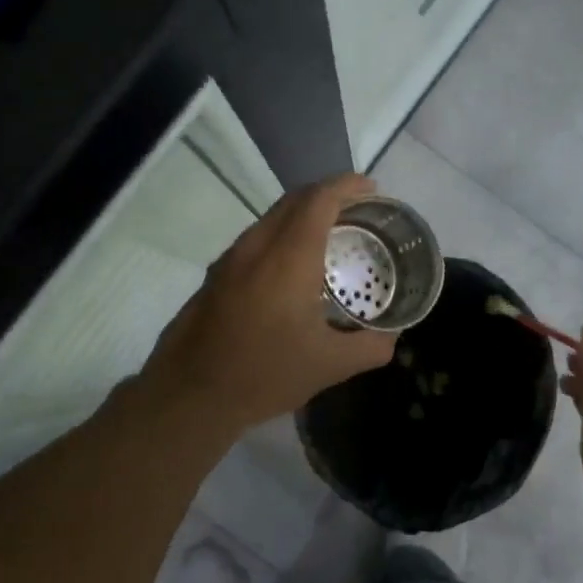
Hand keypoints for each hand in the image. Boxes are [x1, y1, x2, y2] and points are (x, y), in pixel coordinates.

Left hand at [141, 174, 396, 434]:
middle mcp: (257, 246)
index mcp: (289, 258)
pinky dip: (281, 235)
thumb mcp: (330, 366)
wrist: (190, 396)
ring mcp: (230, 259)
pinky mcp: (215, 275)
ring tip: (329, 235)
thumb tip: (392, 336)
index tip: (371, 188)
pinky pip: (255, 238)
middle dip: (327, 194)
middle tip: (357, 210)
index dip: (347, 186)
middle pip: (294, 200)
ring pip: (271, 218)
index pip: (319, 200)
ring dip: (302, 215)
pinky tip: (292, 267)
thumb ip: (371, 346)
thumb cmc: (265, 374)